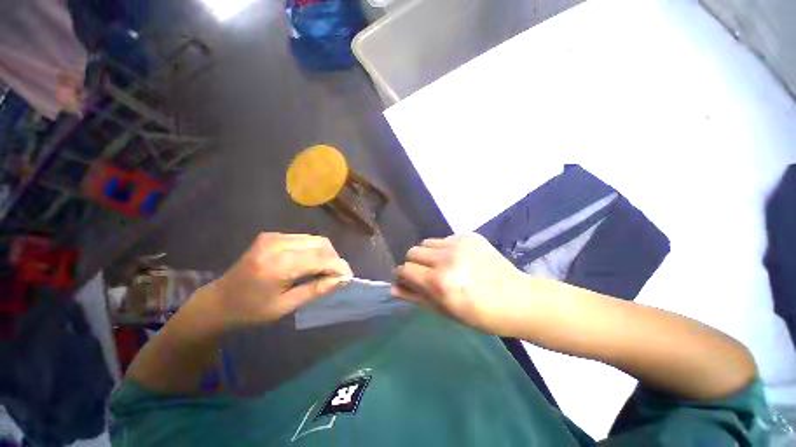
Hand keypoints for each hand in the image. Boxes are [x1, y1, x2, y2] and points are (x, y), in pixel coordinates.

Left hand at [206, 233, 351, 325]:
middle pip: (320, 244)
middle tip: (337, 276)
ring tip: (325, 270)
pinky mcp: (272, 235)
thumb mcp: (285, 306)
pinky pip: (304, 239)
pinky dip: (314, 250)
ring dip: (325, 254)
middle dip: (334, 259)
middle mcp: (276, 244)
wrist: (218, 301)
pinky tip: (311, 263)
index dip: (338, 266)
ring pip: (314, 239)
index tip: (349, 277)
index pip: (320, 258)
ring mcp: (273, 237)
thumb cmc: (250, 311)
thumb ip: (316, 289)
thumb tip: (342, 279)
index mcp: (277, 265)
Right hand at [391, 234, 530, 335]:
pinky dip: (443, 249)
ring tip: (442, 267)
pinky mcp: (468, 236)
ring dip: (427, 255)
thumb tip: (393, 289)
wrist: (517, 299)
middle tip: (426, 276)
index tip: (408, 282)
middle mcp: (446, 259)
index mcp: (439, 282)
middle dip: (413, 265)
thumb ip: (416, 297)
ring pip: (426, 243)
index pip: (404, 270)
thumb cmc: (480, 314)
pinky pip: (444, 239)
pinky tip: (458, 260)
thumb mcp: (445, 311)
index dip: (402, 277)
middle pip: (412, 252)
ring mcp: (458, 244)